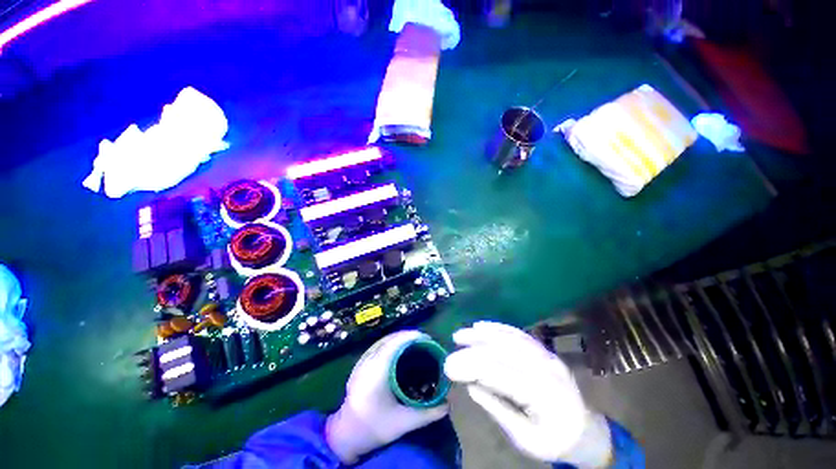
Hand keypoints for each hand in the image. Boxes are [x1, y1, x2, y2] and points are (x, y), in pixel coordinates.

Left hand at [326, 330, 448, 463]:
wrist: (346, 435)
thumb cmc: (374, 427)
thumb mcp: (403, 423)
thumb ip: (427, 414)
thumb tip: (447, 405)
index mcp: (377, 372)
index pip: (394, 344)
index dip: (410, 336)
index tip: (426, 337)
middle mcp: (368, 362)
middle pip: (389, 339)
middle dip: (407, 336)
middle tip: (424, 340)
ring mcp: (362, 362)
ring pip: (383, 341)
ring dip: (399, 338)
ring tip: (414, 342)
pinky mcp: (360, 364)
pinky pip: (378, 346)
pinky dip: (391, 343)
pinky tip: (399, 349)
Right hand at [444, 322, 611, 467]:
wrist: (585, 431)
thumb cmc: (554, 440)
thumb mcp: (525, 438)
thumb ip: (497, 409)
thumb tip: (470, 385)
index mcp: (542, 394)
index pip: (499, 373)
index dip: (471, 366)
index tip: (449, 367)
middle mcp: (545, 368)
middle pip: (502, 351)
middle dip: (472, 349)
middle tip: (451, 351)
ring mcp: (546, 355)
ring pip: (509, 338)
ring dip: (482, 334)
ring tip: (461, 334)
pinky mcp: (544, 350)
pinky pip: (518, 334)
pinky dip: (498, 328)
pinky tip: (482, 326)